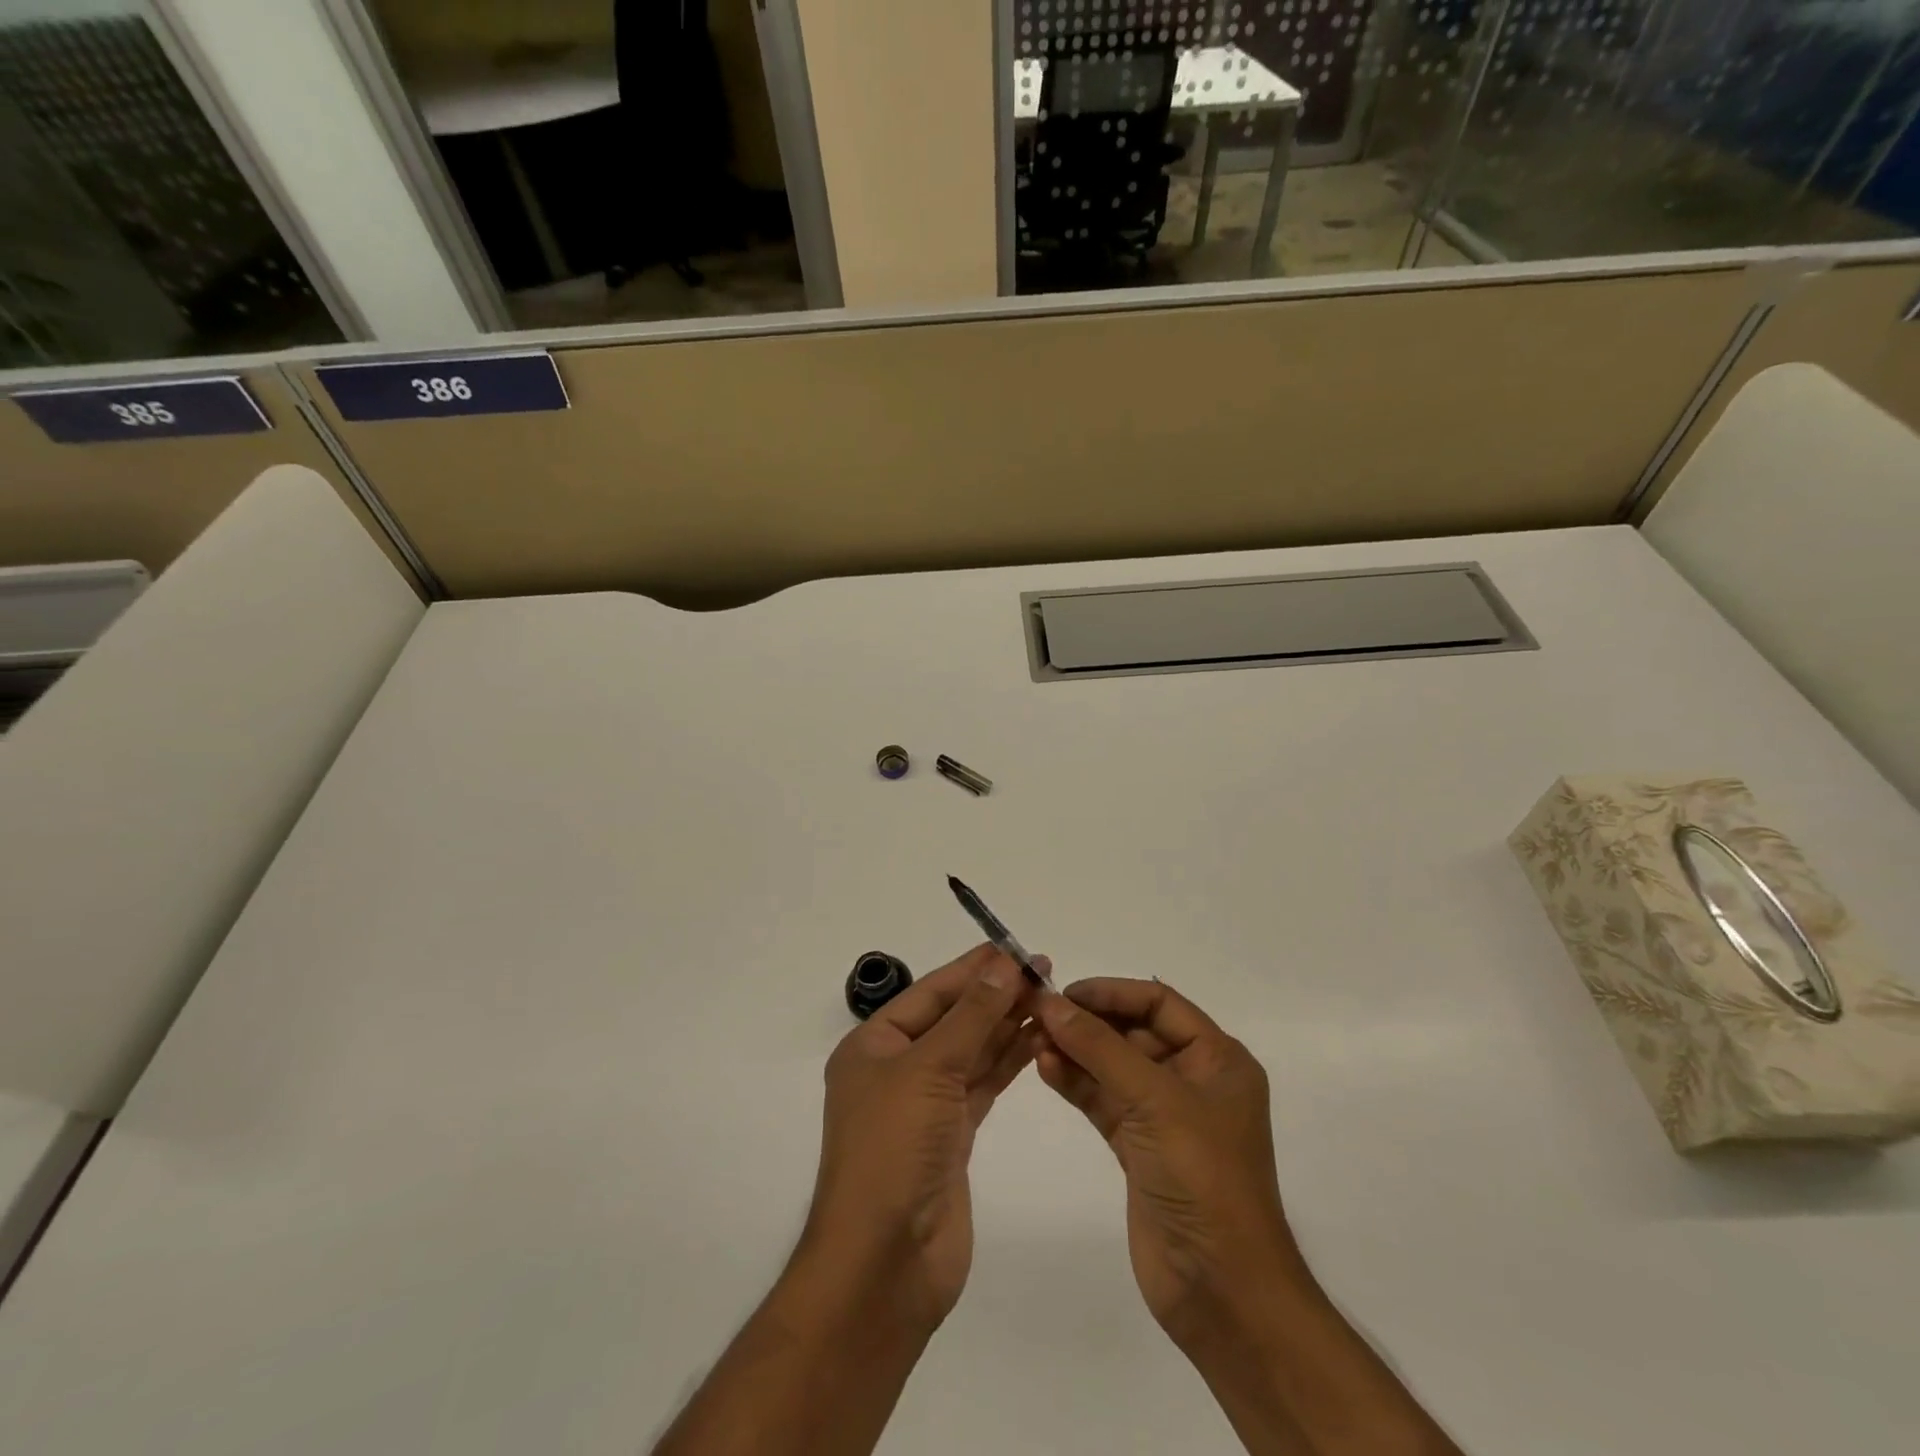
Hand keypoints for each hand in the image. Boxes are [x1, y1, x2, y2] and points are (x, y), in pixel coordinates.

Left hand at [804, 944, 1043, 1329]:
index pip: (931, 993)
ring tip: (1050, 998)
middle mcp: (897, 1069)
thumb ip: (971, 1016)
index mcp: (873, 1046)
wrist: (885, 1264)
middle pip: (953, 1019)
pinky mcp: (951, 1136)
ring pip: (971, 1051)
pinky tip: (1036, 1039)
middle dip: (995, 994)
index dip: (973, 969)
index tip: (1014, 948)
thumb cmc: (893, 1149)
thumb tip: (1002, 964)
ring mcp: (925, 1104)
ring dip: (1006, 1025)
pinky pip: (982, 1084)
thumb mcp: (929, 1068)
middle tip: (1044, 971)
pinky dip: (1007, 1062)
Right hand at [1034, 978, 1303, 1349]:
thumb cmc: (1202, 1178)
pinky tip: (1044, 1069)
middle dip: (1088, 1023)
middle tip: (1040, 1016)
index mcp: (1217, 1059)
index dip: (1112, 992)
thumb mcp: (1154, 1100)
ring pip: (1113, 1067)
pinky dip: (1076, 1083)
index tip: (1065, 992)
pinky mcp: (1140, 1148)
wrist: (1222, 1291)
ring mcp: (1165, 1116)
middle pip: (1133, 1033)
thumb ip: (1100, 1047)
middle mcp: (1193, 1080)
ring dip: (1076, 1052)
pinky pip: (1103, 1101)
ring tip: (1033, 1041)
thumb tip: (1051, 1002)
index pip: (1159, 1004)